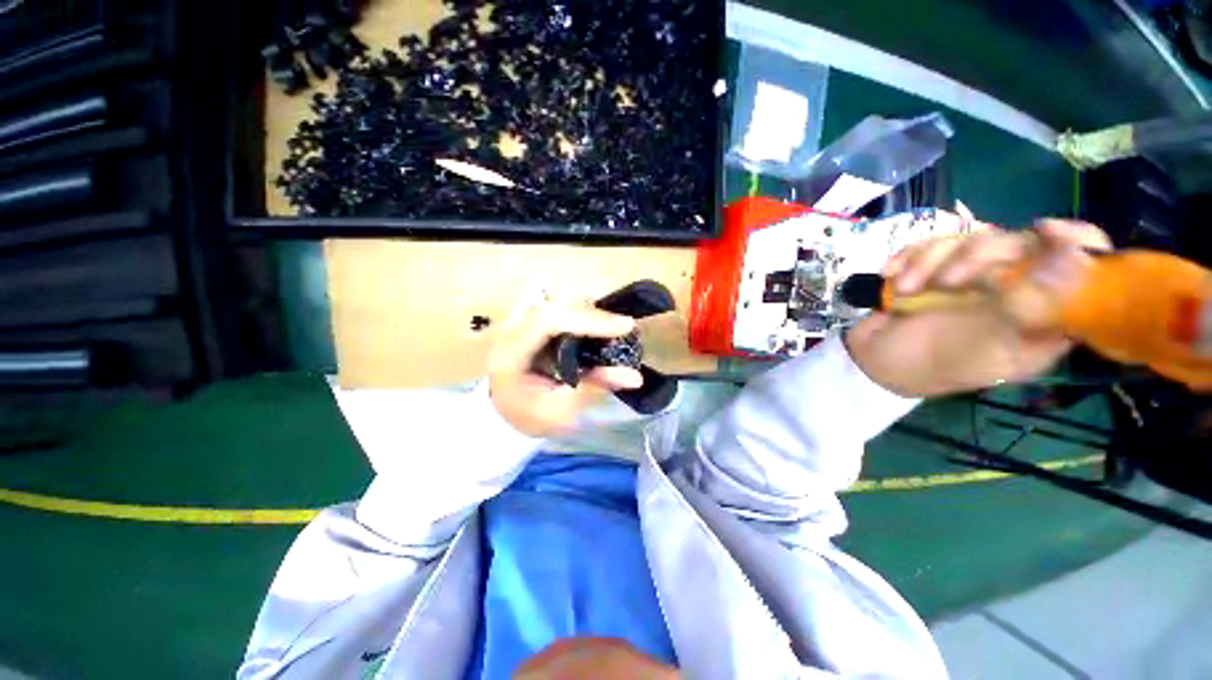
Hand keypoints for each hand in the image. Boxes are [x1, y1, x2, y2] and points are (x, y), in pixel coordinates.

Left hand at [488, 295, 643, 436]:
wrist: (503, 413)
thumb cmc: (529, 416)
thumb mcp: (560, 412)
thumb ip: (593, 389)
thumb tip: (635, 376)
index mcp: (510, 354)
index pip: (547, 319)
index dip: (588, 318)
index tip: (624, 326)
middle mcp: (510, 328)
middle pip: (554, 302)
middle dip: (593, 312)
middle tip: (623, 328)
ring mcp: (519, 320)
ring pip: (558, 298)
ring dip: (589, 309)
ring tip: (613, 327)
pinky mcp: (531, 318)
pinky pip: (560, 304)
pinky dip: (583, 311)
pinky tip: (598, 325)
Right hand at [845, 219, 1112, 396]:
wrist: (870, 362)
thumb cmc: (926, 364)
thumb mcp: (981, 344)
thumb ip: (1028, 306)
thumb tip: (1078, 259)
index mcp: (1042, 318)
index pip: (1083, 269)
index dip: (1074, 242)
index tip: (1044, 231)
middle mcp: (1015, 292)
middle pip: (1019, 244)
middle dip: (976, 257)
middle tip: (946, 282)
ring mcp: (974, 279)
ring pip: (970, 240)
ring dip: (930, 261)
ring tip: (906, 289)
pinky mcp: (937, 271)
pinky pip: (932, 245)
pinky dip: (908, 258)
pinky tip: (891, 277)